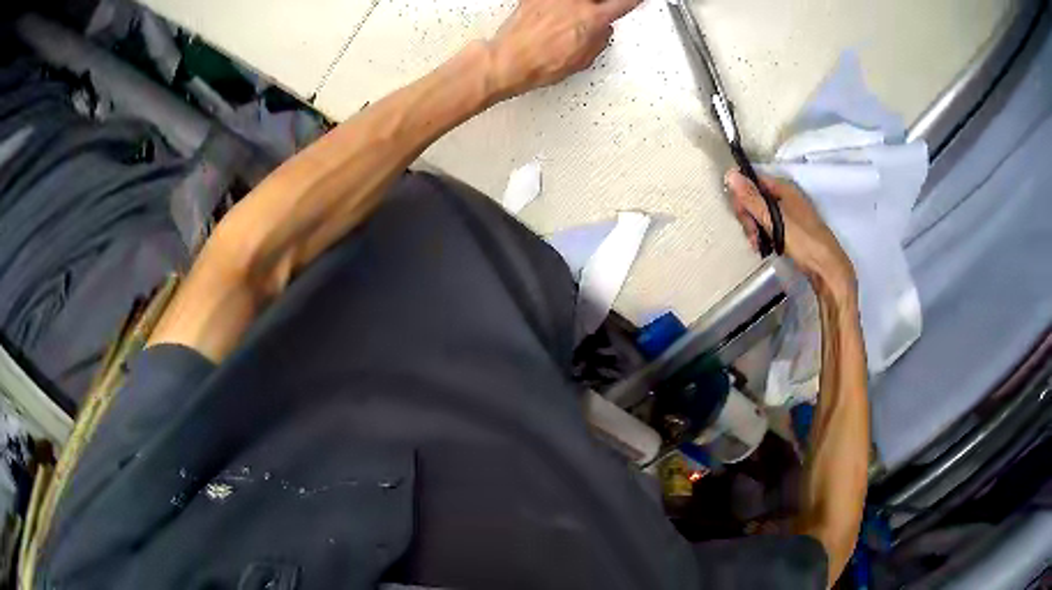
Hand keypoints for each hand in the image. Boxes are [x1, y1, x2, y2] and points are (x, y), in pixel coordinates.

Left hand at [486, 0, 640, 98]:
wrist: (508, 61)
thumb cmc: (540, 64)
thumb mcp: (582, 60)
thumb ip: (599, 40)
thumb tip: (603, 31)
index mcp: (593, 19)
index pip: (624, 2)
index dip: (633, 1)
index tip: (636, 0)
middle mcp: (575, 2)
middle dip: (602, 4)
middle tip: (602, 9)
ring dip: (581, 5)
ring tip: (577, 14)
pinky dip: (559, 5)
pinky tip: (558, 11)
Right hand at [726, 169, 856, 296]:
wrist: (826, 267)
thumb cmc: (803, 240)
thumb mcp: (774, 219)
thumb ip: (752, 198)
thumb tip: (730, 174)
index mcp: (783, 188)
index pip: (753, 182)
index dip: (742, 196)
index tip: (741, 215)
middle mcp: (784, 197)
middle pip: (755, 199)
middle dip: (748, 217)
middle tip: (753, 235)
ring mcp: (787, 214)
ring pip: (760, 215)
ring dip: (754, 229)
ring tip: (758, 245)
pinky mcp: (789, 230)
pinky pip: (768, 226)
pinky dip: (763, 236)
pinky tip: (763, 247)